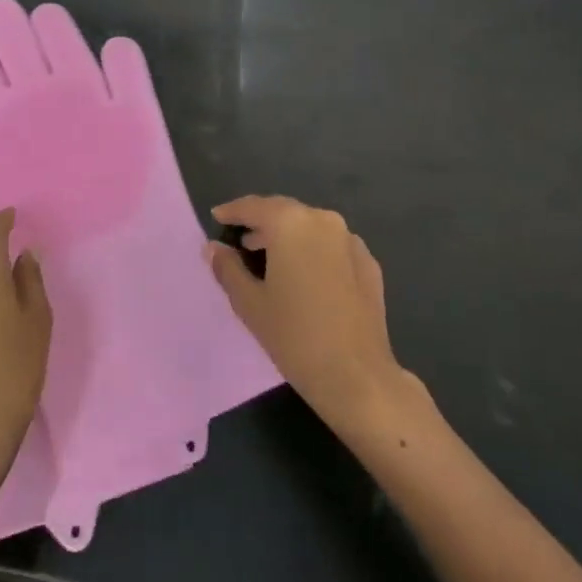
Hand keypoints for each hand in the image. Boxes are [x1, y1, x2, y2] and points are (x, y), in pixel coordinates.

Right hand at [206, 196, 413, 428]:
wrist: (356, 375)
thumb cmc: (294, 336)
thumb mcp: (250, 303)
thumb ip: (228, 268)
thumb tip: (213, 248)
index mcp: (291, 224)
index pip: (254, 207)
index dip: (233, 212)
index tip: (217, 217)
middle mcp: (323, 221)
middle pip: (285, 212)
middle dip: (261, 222)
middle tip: (241, 240)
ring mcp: (350, 240)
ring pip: (310, 227)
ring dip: (288, 236)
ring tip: (268, 257)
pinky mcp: (368, 263)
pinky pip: (332, 245)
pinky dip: (313, 251)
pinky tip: (305, 275)